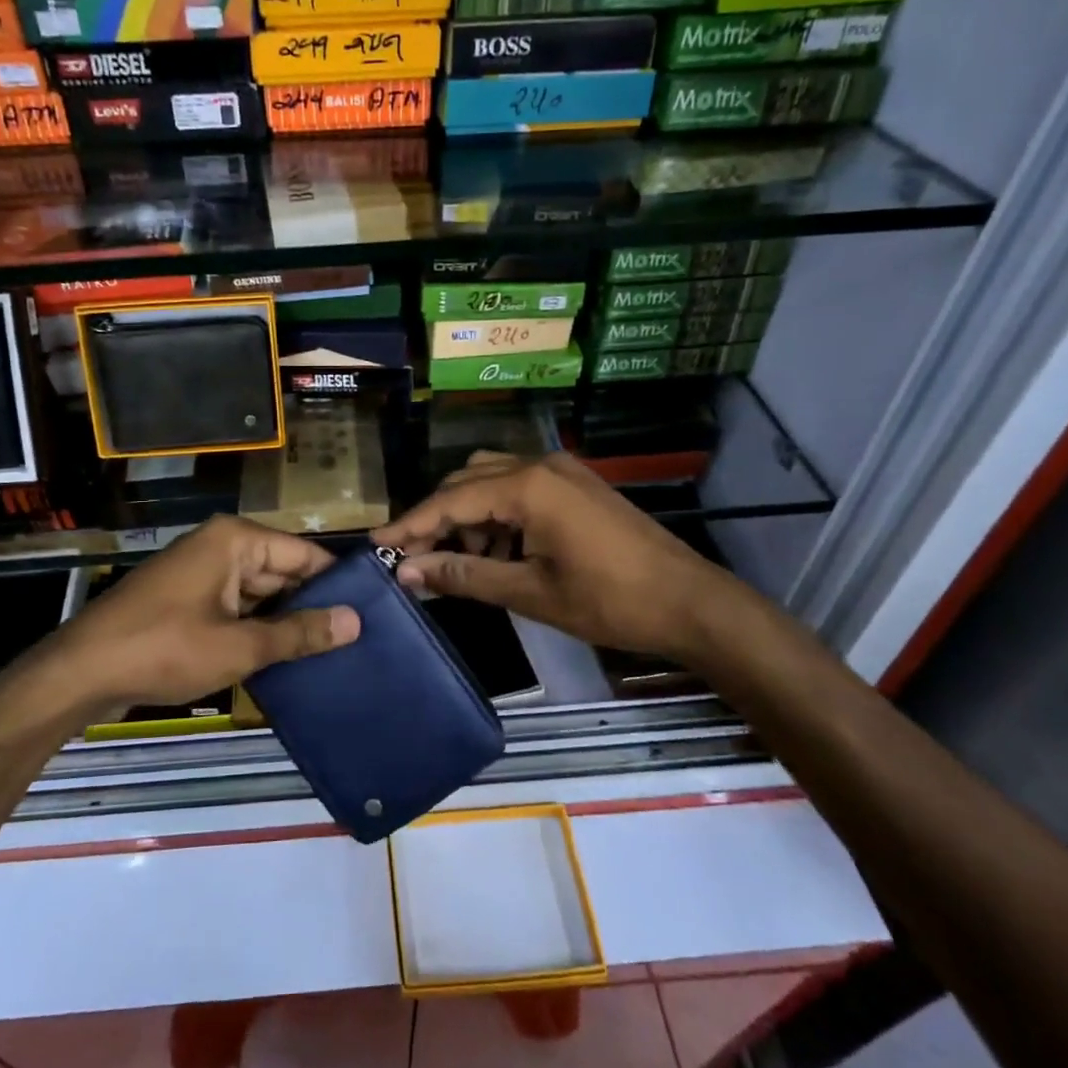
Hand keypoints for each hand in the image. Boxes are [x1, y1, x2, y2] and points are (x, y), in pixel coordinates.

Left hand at [32, 516, 359, 714]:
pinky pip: (235, 607)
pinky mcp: (187, 598)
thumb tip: (355, 622)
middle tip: (354, 641)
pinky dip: (255, 628)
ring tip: (330, 654)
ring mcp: (201, 572)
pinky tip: (283, 658)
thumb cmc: (164, 648)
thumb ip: (298, 632)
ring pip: (259, 593)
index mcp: (235, 539)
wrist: (81, 672)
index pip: (304, 554)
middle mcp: (220, 545)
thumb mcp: (239, 645)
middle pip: (281, 572)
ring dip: (283, 621)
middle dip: (310, 605)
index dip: (335, 583)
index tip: (370, 614)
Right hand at [372, 451, 744, 662]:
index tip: (377, 545)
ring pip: (491, 482)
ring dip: (467, 517)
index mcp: (527, 486)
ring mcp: (561, 472)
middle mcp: (539, 465)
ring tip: (456, 563)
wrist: (690, 602)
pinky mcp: (576, 486)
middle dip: (437, 519)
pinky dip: (497, 516)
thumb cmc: (609, 601)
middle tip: (414, 560)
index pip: (450, 501)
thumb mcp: (530, 592)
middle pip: (467, 482)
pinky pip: (519, 489)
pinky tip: (496, 552)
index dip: (411, 525)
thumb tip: (409, 572)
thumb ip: (465, 576)